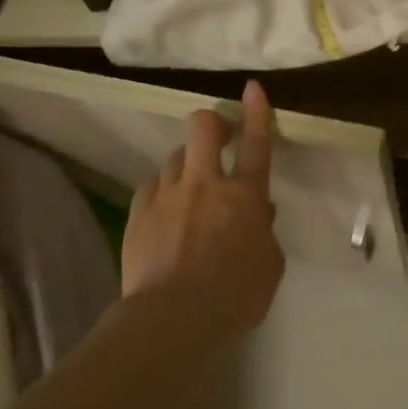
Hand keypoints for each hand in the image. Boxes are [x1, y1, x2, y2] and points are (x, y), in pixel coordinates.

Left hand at [119, 79, 284, 338]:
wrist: (173, 319)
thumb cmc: (236, 295)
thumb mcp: (269, 264)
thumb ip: (264, 232)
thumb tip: (258, 213)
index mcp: (245, 195)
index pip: (255, 142)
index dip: (256, 112)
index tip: (253, 88)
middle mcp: (205, 184)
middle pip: (202, 129)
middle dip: (211, 123)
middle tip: (218, 136)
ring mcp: (167, 196)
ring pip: (174, 156)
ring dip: (187, 164)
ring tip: (190, 187)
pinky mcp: (138, 214)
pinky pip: (152, 186)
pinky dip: (162, 190)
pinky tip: (165, 209)